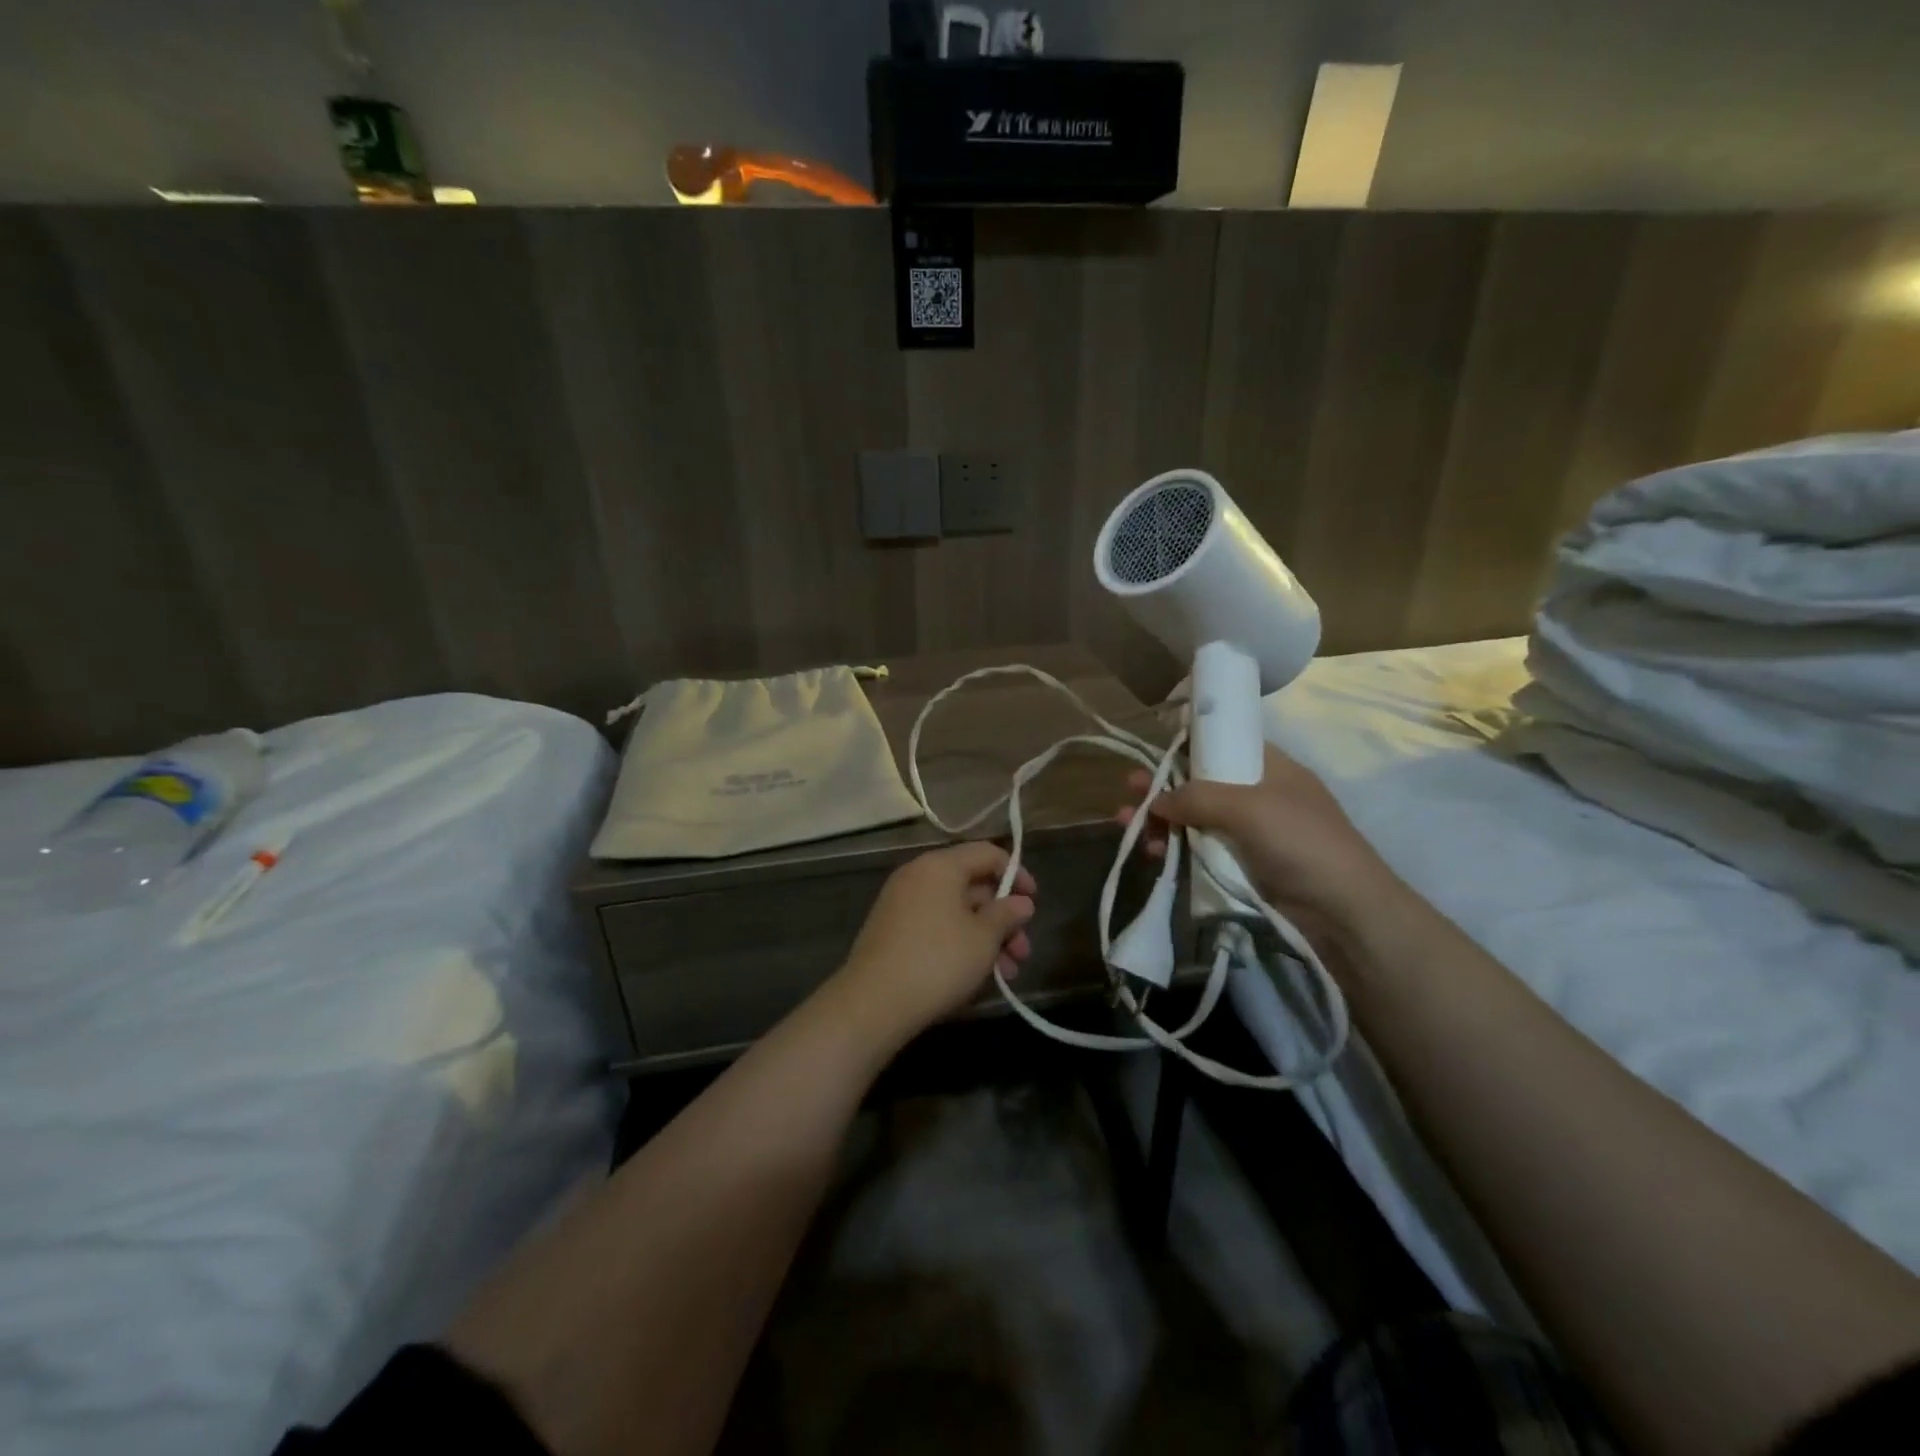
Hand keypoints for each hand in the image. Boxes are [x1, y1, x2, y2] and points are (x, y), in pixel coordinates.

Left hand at [832, 841, 1036, 1045]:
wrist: (873, 1003)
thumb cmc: (938, 961)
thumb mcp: (983, 938)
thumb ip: (1006, 915)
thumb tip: (1021, 902)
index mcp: (940, 865)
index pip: (987, 854)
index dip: (1017, 875)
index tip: (1034, 903)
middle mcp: (918, 876)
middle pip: (972, 886)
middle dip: (1003, 919)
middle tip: (1023, 951)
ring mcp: (901, 904)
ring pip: (956, 912)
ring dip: (986, 938)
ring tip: (1008, 974)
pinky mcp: (892, 932)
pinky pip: (936, 927)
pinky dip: (960, 944)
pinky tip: (977, 976)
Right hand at [1117, 745, 1397, 945]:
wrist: (1343, 912)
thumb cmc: (1301, 842)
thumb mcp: (1248, 807)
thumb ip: (1197, 796)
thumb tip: (1156, 800)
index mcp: (1269, 767)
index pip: (1223, 742)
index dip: (1188, 742)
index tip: (1153, 747)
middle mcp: (1257, 795)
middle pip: (1200, 782)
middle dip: (1163, 785)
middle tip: (1129, 789)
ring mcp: (1248, 833)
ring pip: (1194, 818)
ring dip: (1160, 820)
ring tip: (1126, 824)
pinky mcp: (1240, 866)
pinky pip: (1198, 849)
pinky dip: (1173, 848)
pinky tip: (1150, 853)